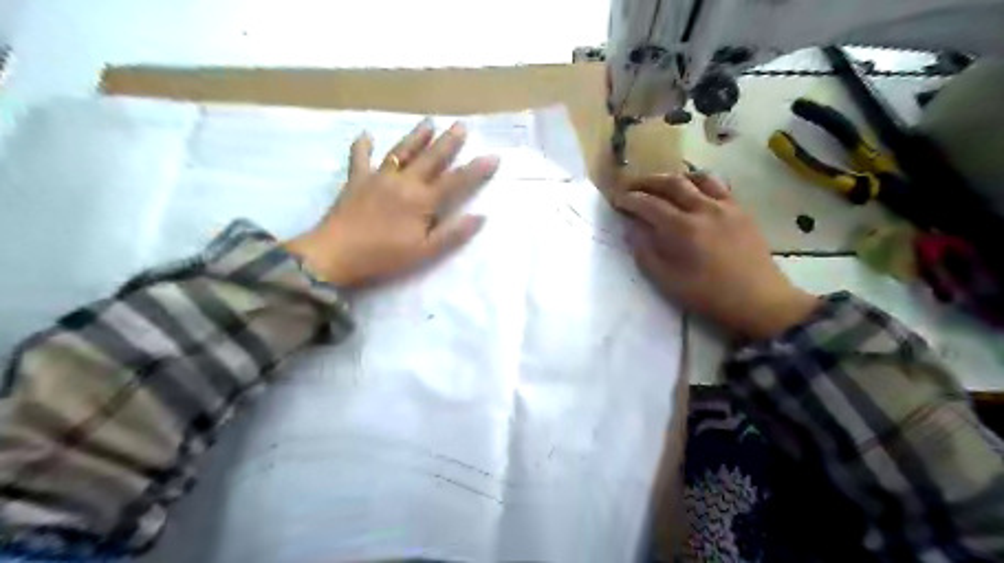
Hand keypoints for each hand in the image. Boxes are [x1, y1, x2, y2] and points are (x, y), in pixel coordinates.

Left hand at [286, 116, 497, 286]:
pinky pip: (360, 158)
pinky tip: (367, 135)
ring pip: (401, 151)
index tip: (494, 156)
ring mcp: (378, 177)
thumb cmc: (384, 256)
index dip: (477, 169)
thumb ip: (453, 233)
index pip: (457, 181)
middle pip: (431, 158)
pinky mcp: (356, 180)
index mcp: (423, 200)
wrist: (336, 254)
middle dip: (448, 142)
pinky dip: (363, 146)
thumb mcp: (425, 252)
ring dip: (416, 136)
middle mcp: (404, 182)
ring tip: (428, 122)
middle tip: (461, 125)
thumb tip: (480, 216)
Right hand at [617, 172, 817, 339]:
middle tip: (631, 186)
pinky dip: (699, 183)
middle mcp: (703, 208)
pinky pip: (717, 186)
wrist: (759, 300)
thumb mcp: (668, 281)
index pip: (649, 204)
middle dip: (646, 181)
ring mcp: (725, 206)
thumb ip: (645, 252)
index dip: (629, 199)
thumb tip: (632, 229)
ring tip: (661, 185)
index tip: (616, 200)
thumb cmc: (709, 295)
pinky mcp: (741, 210)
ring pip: (696, 178)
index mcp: (683, 228)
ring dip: (673, 178)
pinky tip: (693, 192)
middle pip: (671, 183)